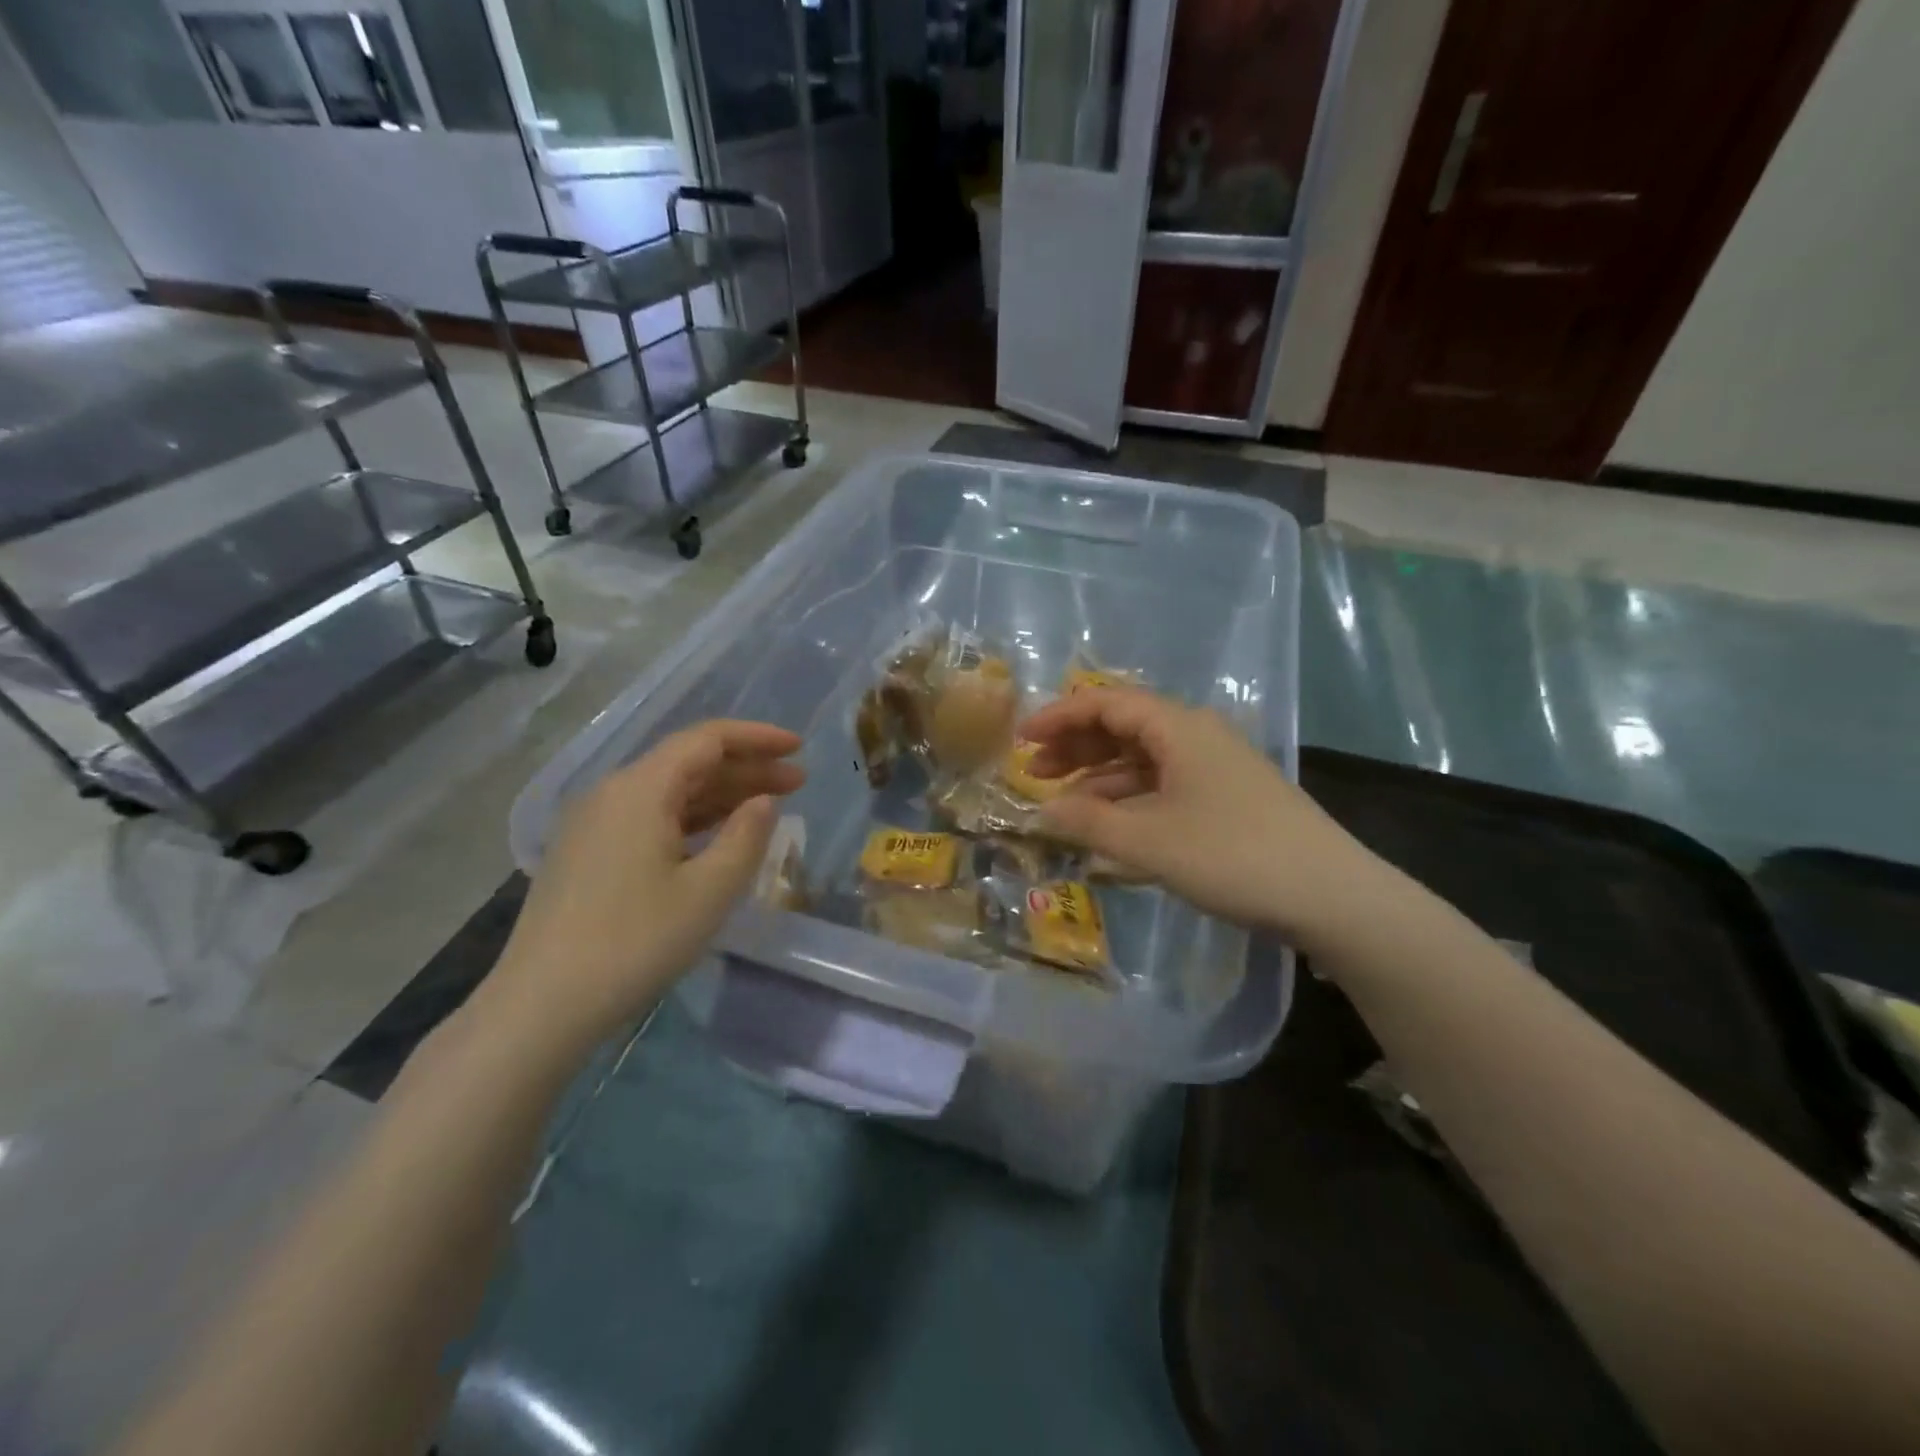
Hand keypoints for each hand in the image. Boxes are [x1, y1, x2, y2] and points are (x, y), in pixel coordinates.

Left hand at [486, 720, 804, 1052]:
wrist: (541, 1006)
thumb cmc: (635, 942)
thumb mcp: (709, 891)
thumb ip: (747, 836)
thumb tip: (764, 801)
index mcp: (640, 788)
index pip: (707, 740)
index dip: (758, 738)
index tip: (799, 748)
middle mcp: (613, 793)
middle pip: (689, 763)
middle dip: (747, 768)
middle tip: (798, 782)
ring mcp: (595, 824)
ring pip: (670, 792)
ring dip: (722, 794)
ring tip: (770, 806)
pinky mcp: (588, 853)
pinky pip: (651, 817)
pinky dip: (694, 818)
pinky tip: (719, 836)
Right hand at [1019, 687, 1381, 946]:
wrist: (1332, 895)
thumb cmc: (1233, 856)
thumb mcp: (1150, 842)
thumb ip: (1089, 823)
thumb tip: (1040, 812)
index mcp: (1179, 728)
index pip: (1106, 703)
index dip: (1059, 717)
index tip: (1021, 740)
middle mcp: (1197, 736)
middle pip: (1124, 727)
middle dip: (1076, 747)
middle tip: (1036, 773)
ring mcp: (1215, 768)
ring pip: (1144, 759)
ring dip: (1100, 777)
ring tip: (1063, 804)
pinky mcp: (1227, 798)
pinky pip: (1165, 786)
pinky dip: (1131, 800)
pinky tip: (1109, 826)